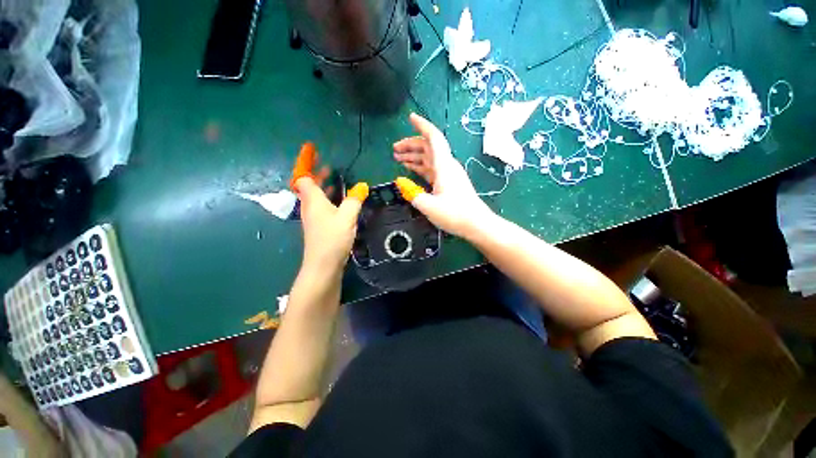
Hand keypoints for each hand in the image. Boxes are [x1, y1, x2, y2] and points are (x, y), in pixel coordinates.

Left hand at [292, 143, 367, 273]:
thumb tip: (362, 186)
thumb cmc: (332, 238)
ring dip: (324, 186)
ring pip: (316, 196)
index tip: (312, 149)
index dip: (306, 161)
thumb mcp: (347, 217)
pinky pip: (323, 206)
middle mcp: (310, 206)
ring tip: (336, 179)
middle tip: (328, 165)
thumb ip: (354, 200)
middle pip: (308, 185)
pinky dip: (329, 199)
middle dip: (317, 172)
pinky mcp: (320, 226)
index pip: (303, 176)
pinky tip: (341, 201)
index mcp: (313, 200)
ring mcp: (313, 217)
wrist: (323, 265)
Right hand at [393, 113, 494, 237]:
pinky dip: (421, 167)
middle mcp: (447, 165)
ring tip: (398, 158)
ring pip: (429, 158)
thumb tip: (400, 182)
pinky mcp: (449, 183)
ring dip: (414, 156)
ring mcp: (448, 174)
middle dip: (411, 145)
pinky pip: (432, 169)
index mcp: (443, 165)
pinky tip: (411, 169)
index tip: (410, 117)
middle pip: (428, 147)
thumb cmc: (454, 214)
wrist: (476, 224)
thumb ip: (412, 192)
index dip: (422, 125)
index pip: (433, 138)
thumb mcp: (428, 205)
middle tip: (394, 149)